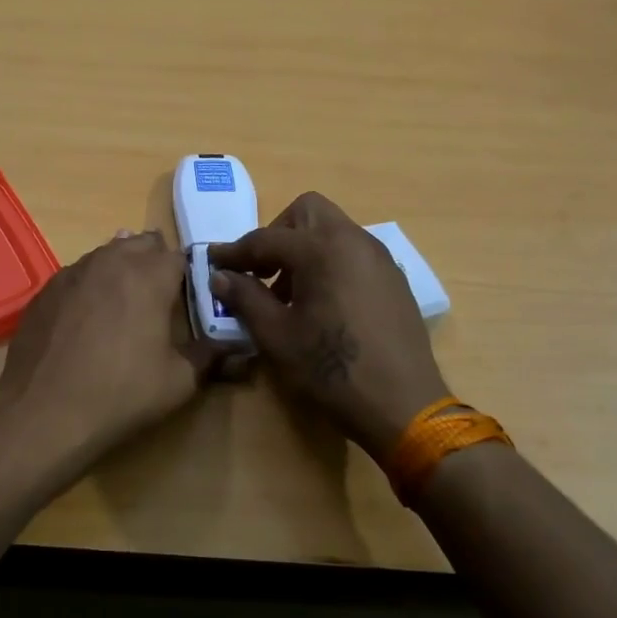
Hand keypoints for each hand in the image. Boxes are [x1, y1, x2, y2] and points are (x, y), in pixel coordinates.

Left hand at [0, 230, 220, 468]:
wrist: (43, 409)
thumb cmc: (121, 392)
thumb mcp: (179, 381)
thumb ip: (211, 357)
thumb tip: (239, 350)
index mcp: (150, 274)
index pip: (180, 256)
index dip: (189, 274)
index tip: (192, 298)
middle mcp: (112, 260)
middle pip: (142, 244)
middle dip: (155, 263)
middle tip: (160, 299)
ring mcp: (74, 270)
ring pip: (107, 253)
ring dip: (121, 269)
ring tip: (125, 304)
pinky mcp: (46, 288)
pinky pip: (79, 273)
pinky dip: (91, 285)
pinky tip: (87, 317)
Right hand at [208, 193, 446, 459]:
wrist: (403, 405)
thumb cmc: (331, 368)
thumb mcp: (276, 335)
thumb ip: (245, 298)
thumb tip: (221, 276)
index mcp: (322, 249)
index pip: (266, 238)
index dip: (235, 252)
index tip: (213, 262)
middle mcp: (354, 240)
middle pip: (307, 212)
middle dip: (277, 233)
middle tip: (260, 270)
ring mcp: (379, 258)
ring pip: (333, 230)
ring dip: (304, 249)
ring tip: (289, 294)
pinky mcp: (394, 279)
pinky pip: (353, 253)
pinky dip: (329, 263)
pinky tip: (322, 305)